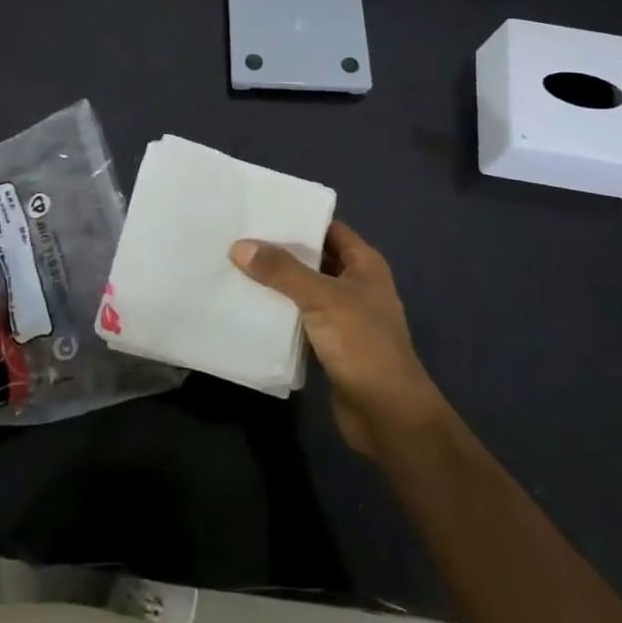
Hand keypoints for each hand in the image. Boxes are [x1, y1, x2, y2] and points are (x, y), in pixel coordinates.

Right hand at [231, 220, 443, 455]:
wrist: (387, 414)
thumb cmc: (363, 345)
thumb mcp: (322, 298)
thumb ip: (282, 271)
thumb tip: (240, 246)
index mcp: (364, 265)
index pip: (329, 228)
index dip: (299, 217)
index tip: (261, 208)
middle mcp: (355, 285)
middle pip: (313, 258)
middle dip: (280, 249)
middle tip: (238, 236)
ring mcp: (343, 316)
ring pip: (303, 289)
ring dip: (275, 282)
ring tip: (234, 266)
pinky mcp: (329, 344)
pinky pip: (299, 318)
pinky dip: (278, 312)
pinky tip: (247, 305)